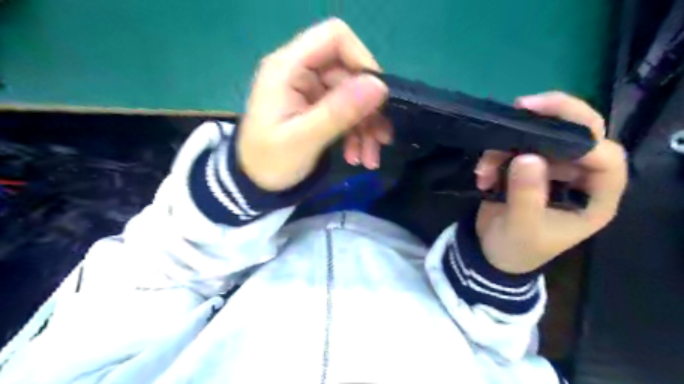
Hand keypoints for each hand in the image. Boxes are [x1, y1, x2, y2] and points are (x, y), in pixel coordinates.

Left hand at [239, 18, 389, 189]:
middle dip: (369, 109)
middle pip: (350, 73)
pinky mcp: (317, 108)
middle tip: (380, 140)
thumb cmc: (270, 162)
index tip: (377, 97)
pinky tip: (358, 156)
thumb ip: (339, 111)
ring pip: (354, 96)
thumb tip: (380, 86)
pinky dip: (357, 133)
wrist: (256, 184)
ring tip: (369, 158)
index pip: (335, 38)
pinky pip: (347, 112)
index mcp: (288, 68)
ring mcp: (310, 91)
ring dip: (367, 127)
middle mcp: (301, 72)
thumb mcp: (304, 140)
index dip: (362, 61)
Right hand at [477, 92, 623, 272]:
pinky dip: (494, 157)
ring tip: (483, 171)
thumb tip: (528, 156)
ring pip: (540, 138)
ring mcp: (552, 170)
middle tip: (522, 105)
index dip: (585, 142)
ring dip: (507, 147)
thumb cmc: (516, 249)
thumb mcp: (522, 228)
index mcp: (593, 199)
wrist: (491, 253)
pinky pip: (515, 148)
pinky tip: (481, 176)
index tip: (548, 133)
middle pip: (581, 134)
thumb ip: (526, 195)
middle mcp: (578, 178)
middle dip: (553, 117)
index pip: (607, 160)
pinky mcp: (527, 167)